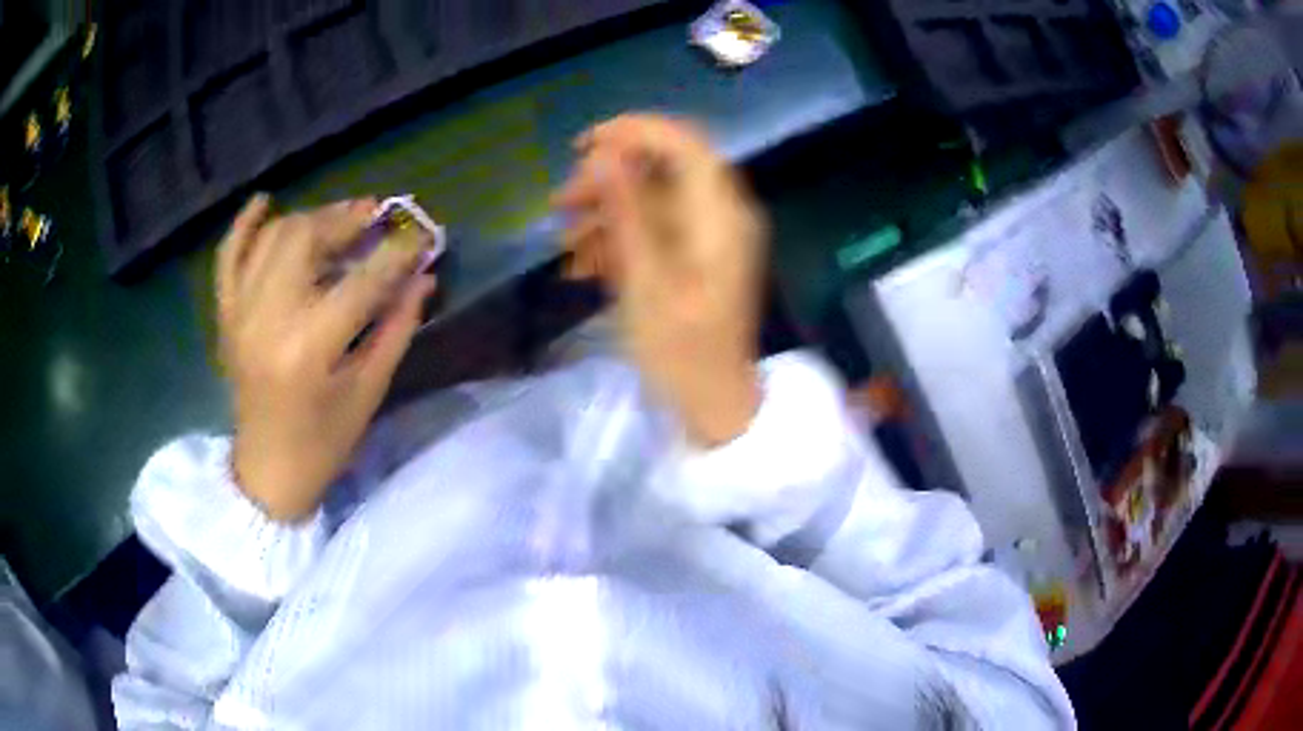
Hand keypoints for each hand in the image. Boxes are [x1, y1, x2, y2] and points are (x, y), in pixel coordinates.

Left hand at [217, 195, 435, 521]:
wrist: (267, 471)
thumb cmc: (323, 442)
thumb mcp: (368, 391)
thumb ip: (396, 328)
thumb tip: (423, 278)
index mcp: (309, 347)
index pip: (361, 281)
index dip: (397, 253)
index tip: (423, 235)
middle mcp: (269, 318)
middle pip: (307, 239)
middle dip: (347, 219)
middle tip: (376, 216)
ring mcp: (240, 313)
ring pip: (273, 238)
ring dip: (310, 218)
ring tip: (338, 219)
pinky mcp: (226, 316)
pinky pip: (228, 258)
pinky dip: (243, 226)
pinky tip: (263, 202)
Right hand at [553, 114, 767, 445]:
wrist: (715, 405)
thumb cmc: (682, 353)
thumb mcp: (646, 281)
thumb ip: (627, 212)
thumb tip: (606, 155)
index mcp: (720, 214)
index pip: (683, 141)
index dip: (633, 131)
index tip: (582, 147)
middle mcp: (722, 213)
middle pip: (665, 166)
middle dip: (609, 175)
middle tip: (561, 201)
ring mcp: (711, 235)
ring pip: (656, 197)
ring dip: (608, 206)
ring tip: (563, 232)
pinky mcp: (697, 255)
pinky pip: (658, 226)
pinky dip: (622, 232)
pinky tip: (585, 255)